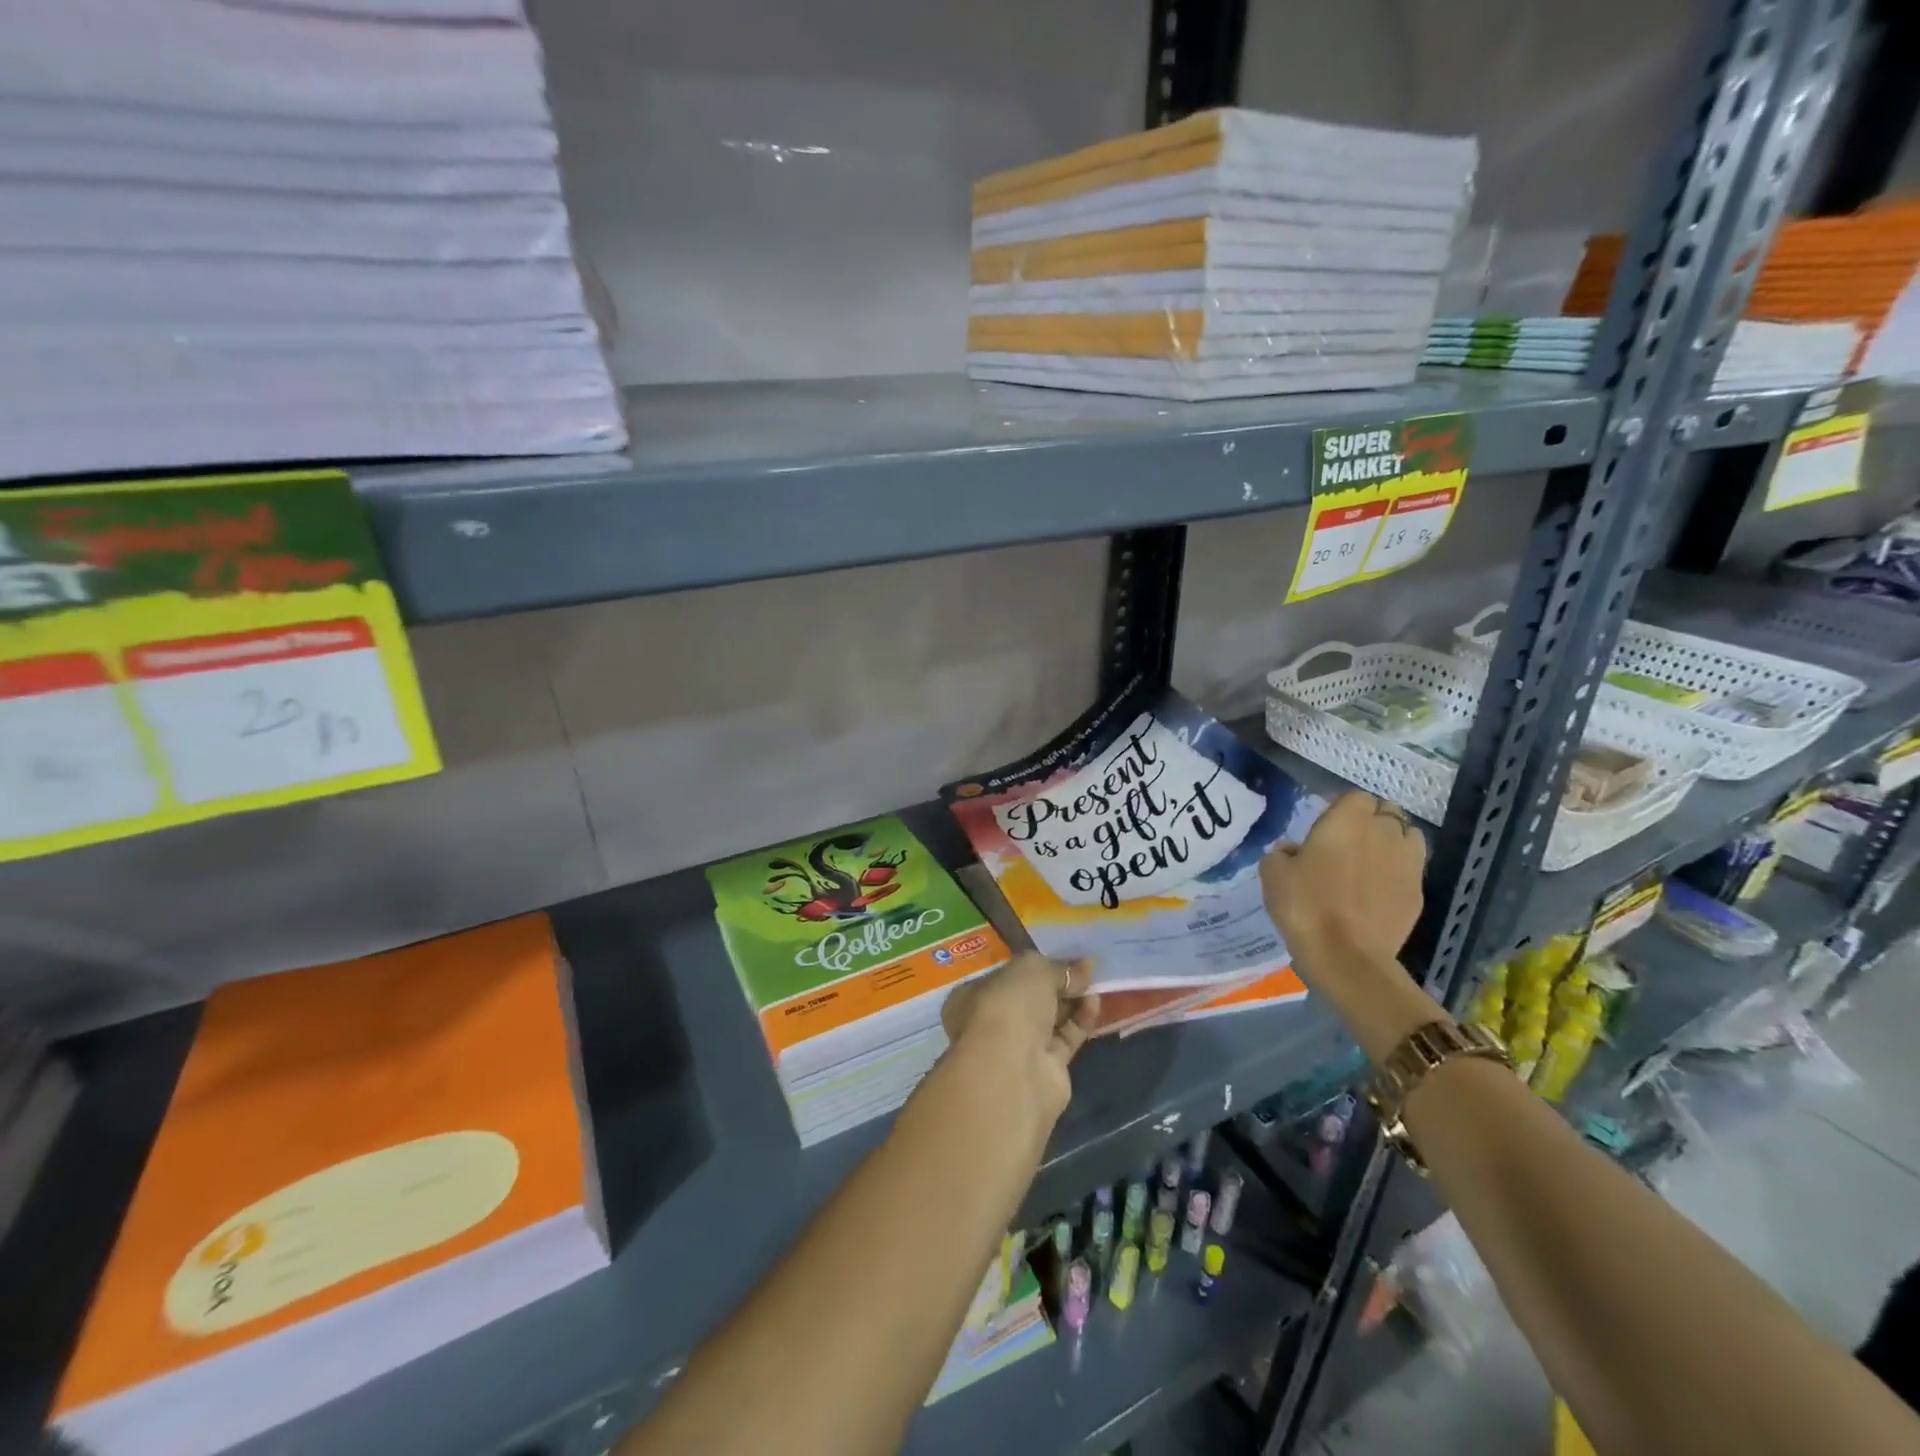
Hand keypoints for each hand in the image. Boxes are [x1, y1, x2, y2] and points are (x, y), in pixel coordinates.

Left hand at [941, 953, 1099, 1122]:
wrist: (1013, 1071)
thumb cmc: (1009, 1005)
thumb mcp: (1033, 969)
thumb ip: (1058, 967)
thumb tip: (1084, 967)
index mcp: (973, 995)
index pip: (1005, 976)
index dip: (1033, 965)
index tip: (1060, 956)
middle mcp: (992, 1022)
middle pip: (1030, 998)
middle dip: (1056, 983)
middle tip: (1084, 969)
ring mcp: (1018, 1049)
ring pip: (1050, 1019)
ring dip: (1072, 1001)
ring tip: (1094, 982)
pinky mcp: (1045, 1070)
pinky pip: (1066, 1038)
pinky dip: (1081, 1021)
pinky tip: (1095, 1003)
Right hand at [1260, 792, 1439, 1061]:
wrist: (1347, 955)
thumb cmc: (1305, 905)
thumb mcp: (1272, 872)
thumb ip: (1283, 852)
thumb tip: (1295, 851)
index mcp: (1347, 819)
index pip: (1355, 797)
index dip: (1342, 808)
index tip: (1325, 825)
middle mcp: (1383, 832)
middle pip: (1386, 812)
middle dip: (1371, 821)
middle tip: (1347, 842)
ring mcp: (1407, 862)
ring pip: (1407, 836)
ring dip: (1391, 842)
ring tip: (1370, 862)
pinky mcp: (1419, 891)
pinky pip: (1412, 868)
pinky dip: (1399, 871)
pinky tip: (1379, 889)